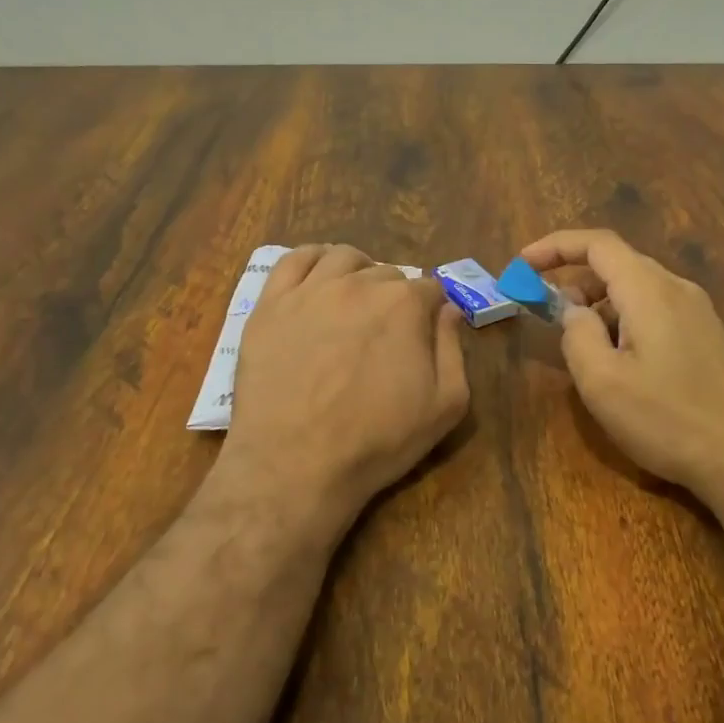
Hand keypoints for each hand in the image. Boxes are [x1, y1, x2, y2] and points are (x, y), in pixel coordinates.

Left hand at [221, 245, 469, 540]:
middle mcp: (359, 284)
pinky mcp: (270, 305)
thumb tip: (448, 310)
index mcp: (404, 305)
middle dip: (394, 296)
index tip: (425, 333)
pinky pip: (293, 260)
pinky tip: (318, 276)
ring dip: (358, 271)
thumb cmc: (377, 441)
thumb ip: (453, 349)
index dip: (431, 310)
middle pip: (387, 273)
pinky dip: (312, 258)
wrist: (296, 465)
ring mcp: (310, 291)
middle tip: (386, 332)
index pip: (430, 289)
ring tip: (355, 299)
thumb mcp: (445, 406)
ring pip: (343, 258)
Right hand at [521, 229, 723, 501]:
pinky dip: (623, 319)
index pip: (597, 243)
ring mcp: (698, 312)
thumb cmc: (667, 419)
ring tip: (578, 343)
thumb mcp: (602, 381)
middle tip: (544, 311)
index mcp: (649, 289)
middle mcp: (677, 289)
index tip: (522, 264)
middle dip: (574, 280)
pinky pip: (655, 310)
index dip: (555, 246)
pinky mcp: (707, 336)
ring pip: (636, 289)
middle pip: (617, 264)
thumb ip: (576, 335)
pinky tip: (617, 359)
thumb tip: (573, 311)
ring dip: (598, 303)